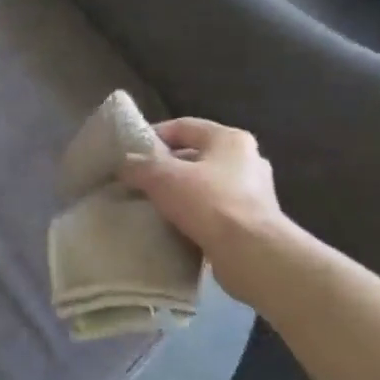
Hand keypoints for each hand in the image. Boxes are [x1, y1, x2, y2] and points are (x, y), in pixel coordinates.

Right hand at [117, 118, 295, 297]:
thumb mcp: (162, 177)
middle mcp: (248, 159)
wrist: (251, 253)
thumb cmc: (209, 203)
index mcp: (230, 139)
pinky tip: (175, 226)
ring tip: (153, 205)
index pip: (184, 126)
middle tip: (138, 180)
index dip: (154, 134)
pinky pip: (215, 210)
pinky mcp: (253, 221)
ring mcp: (254, 192)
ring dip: (180, 192)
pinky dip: (194, 214)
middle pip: (196, 155)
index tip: (130, 151)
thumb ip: (139, 166)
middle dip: (166, 167)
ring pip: (205, 184)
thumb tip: (124, 164)